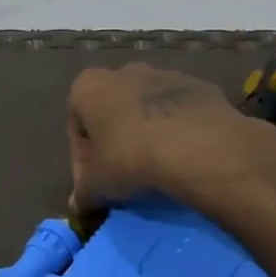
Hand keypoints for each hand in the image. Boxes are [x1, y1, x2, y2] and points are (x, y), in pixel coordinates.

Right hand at [66, 63, 275, 211]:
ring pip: (147, 110)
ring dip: (146, 135)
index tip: (96, 184)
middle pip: (112, 113)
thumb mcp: (97, 186)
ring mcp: (165, 74)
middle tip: (124, 176)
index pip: (76, 128)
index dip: (83, 161)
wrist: (198, 146)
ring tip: (157, 169)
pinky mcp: (199, 86)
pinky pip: (179, 113)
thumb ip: (83, 194)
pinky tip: (184, 158)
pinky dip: (177, 131)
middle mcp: (123, 71)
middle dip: (115, 142)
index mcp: (88, 87)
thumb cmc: (131, 158)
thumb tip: (79, 205)